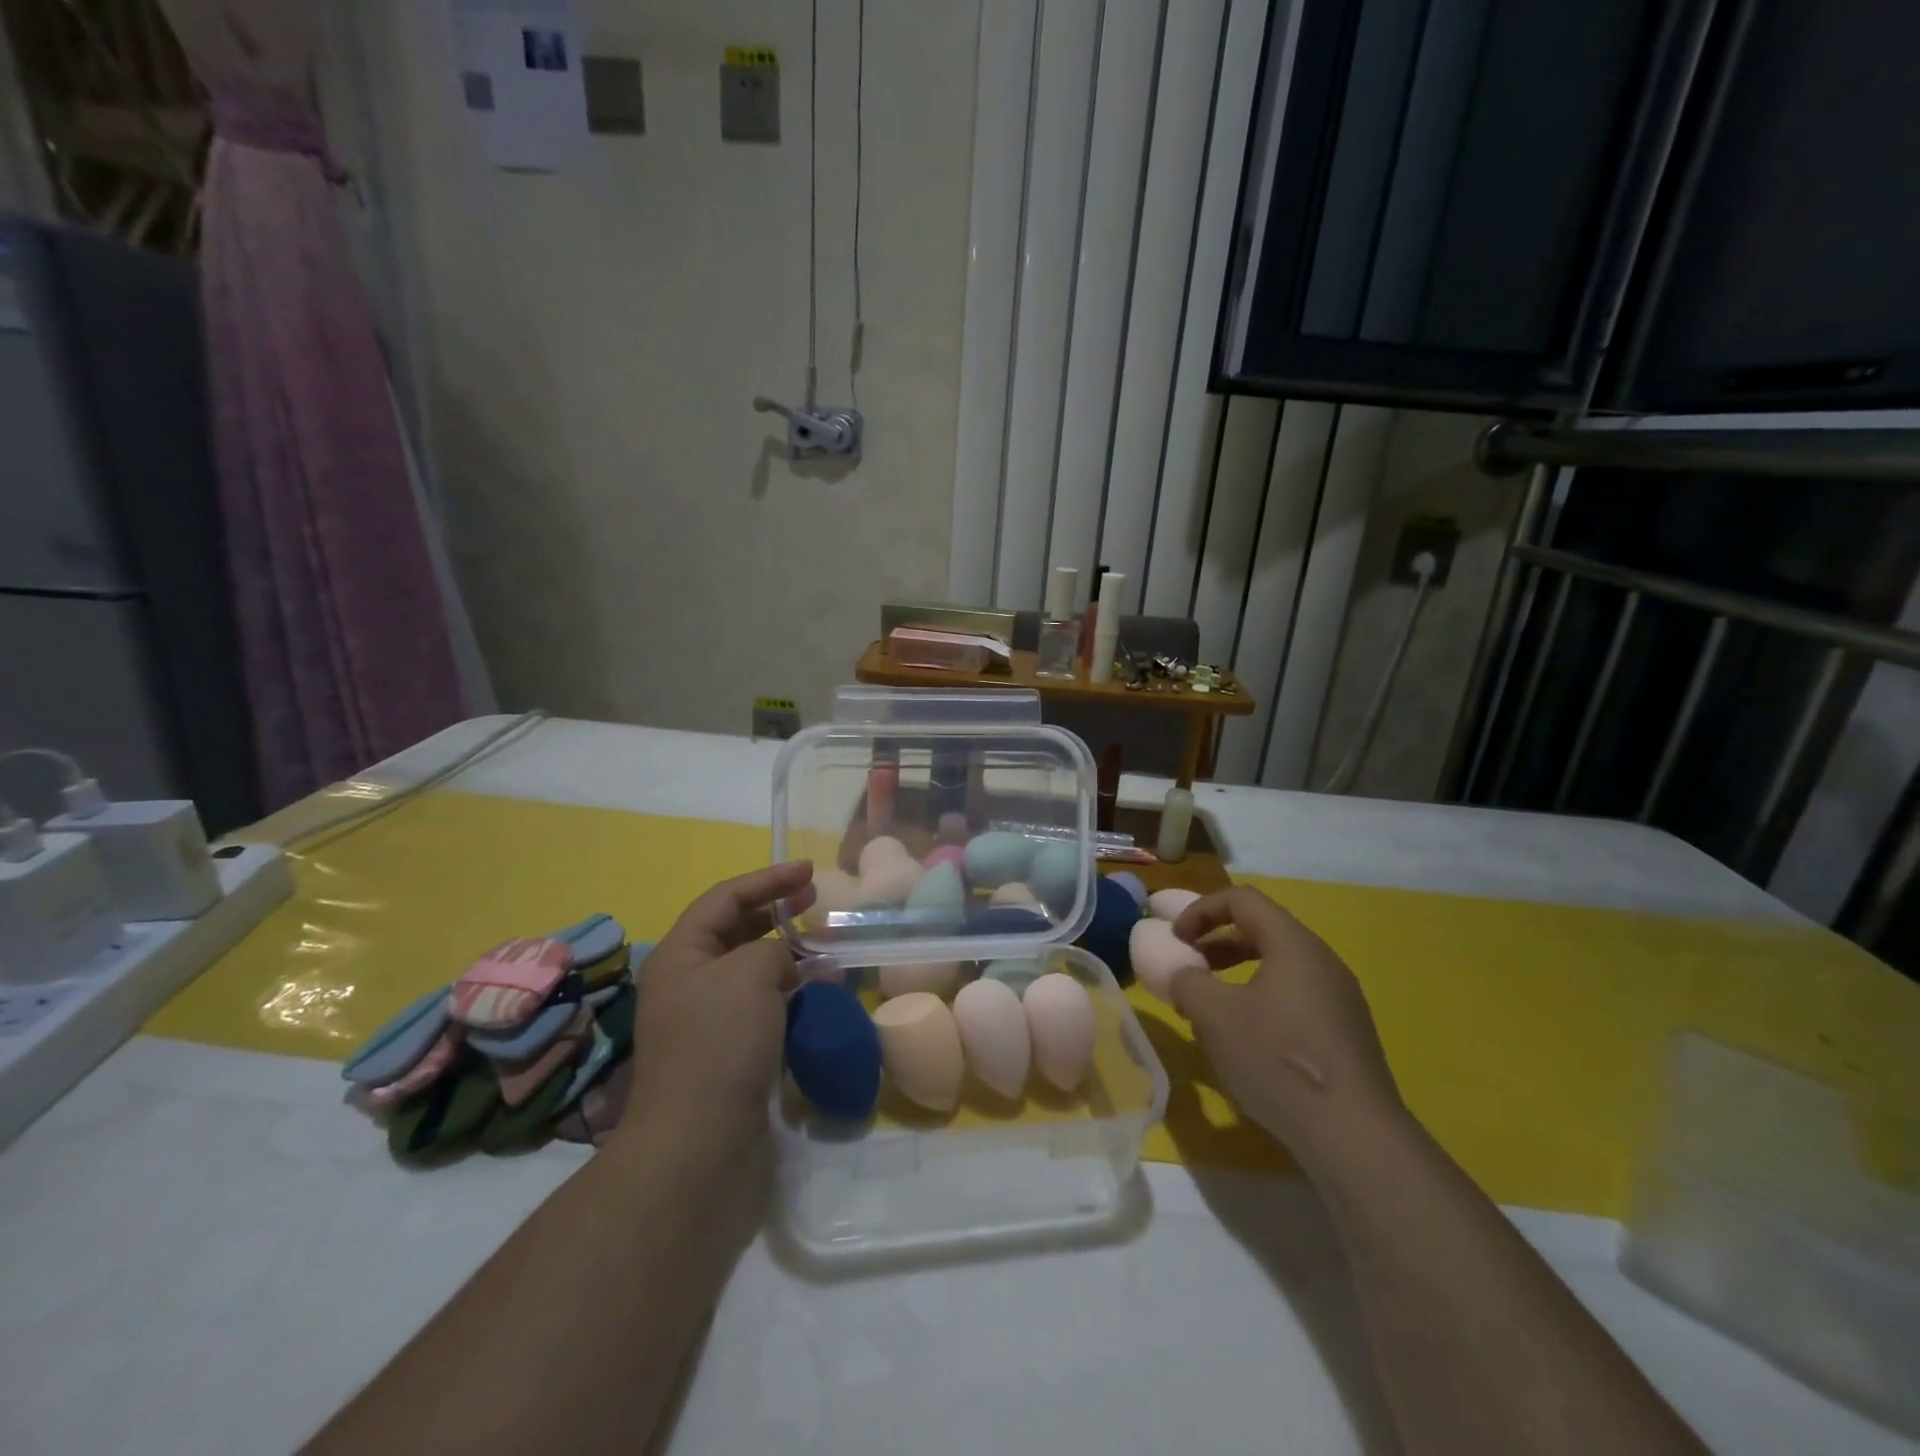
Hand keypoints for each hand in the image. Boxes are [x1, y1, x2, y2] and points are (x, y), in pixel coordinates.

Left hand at [616, 862, 815, 1163]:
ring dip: (790, 956)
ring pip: (753, 972)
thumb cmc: (719, 1044)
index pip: (725, 898)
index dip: (768, 879)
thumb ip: (776, 951)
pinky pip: (764, 1008)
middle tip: (817, 902)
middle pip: (736, 931)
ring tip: (828, 949)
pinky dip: (793, 995)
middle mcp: (689, 982)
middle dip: (777, 913)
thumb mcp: (750, 974)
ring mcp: (708, 1021)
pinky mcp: (730, 1054)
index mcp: (680, 955)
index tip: (810, 872)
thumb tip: (790, 966)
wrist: (699, 1146)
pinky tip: (822, 996)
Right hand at [1170, 886, 1403, 1170]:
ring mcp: (1339, 998)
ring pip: (1279, 966)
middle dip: (1217, 941)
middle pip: (1262, 929)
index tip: (1175, 938)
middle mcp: (1322, 961)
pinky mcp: (1346, 1032)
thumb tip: (1180, 972)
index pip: (1243, 899)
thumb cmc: (1278, 1060)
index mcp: (1294, 944)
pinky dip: (1261, 999)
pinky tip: (1245, 1039)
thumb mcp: (1215, 1016)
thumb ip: (1186, 981)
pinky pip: (1295, 996)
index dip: (1201, 909)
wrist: (1354, 1136)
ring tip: (1210, 1005)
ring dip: (1236, 973)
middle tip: (1188, 965)